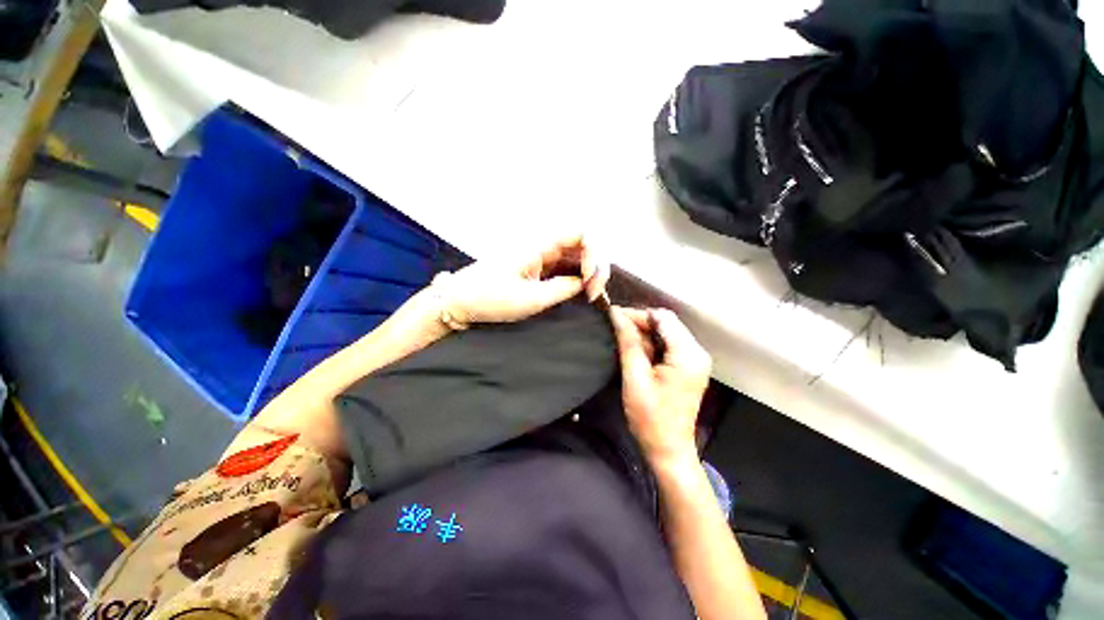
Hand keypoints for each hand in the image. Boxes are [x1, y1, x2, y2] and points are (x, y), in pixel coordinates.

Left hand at [436, 234, 608, 326]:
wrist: (459, 302)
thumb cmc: (488, 298)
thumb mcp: (530, 299)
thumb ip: (563, 289)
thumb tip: (584, 283)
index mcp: (539, 245)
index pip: (581, 234)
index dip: (594, 254)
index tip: (588, 280)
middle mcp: (543, 246)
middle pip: (584, 245)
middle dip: (597, 267)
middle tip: (594, 294)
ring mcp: (541, 258)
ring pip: (577, 258)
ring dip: (589, 274)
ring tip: (590, 297)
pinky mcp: (538, 270)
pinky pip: (566, 269)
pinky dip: (578, 280)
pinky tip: (580, 294)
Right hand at [610, 306, 711, 465]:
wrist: (668, 450)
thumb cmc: (650, 418)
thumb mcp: (635, 378)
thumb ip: (628, 342)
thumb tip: (615, 314)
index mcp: (688, 354)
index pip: (662, 318)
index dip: (636, 314)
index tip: (612, 317)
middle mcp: (697, 352)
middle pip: (666, 323)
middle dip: (639, 322)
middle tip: (613, 328)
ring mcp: (694, 360)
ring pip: (665, 332)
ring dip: (643, 333)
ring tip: (620, 339)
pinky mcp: (688, 367)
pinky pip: (667, 345)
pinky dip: (650, 344)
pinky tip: (634, 351)